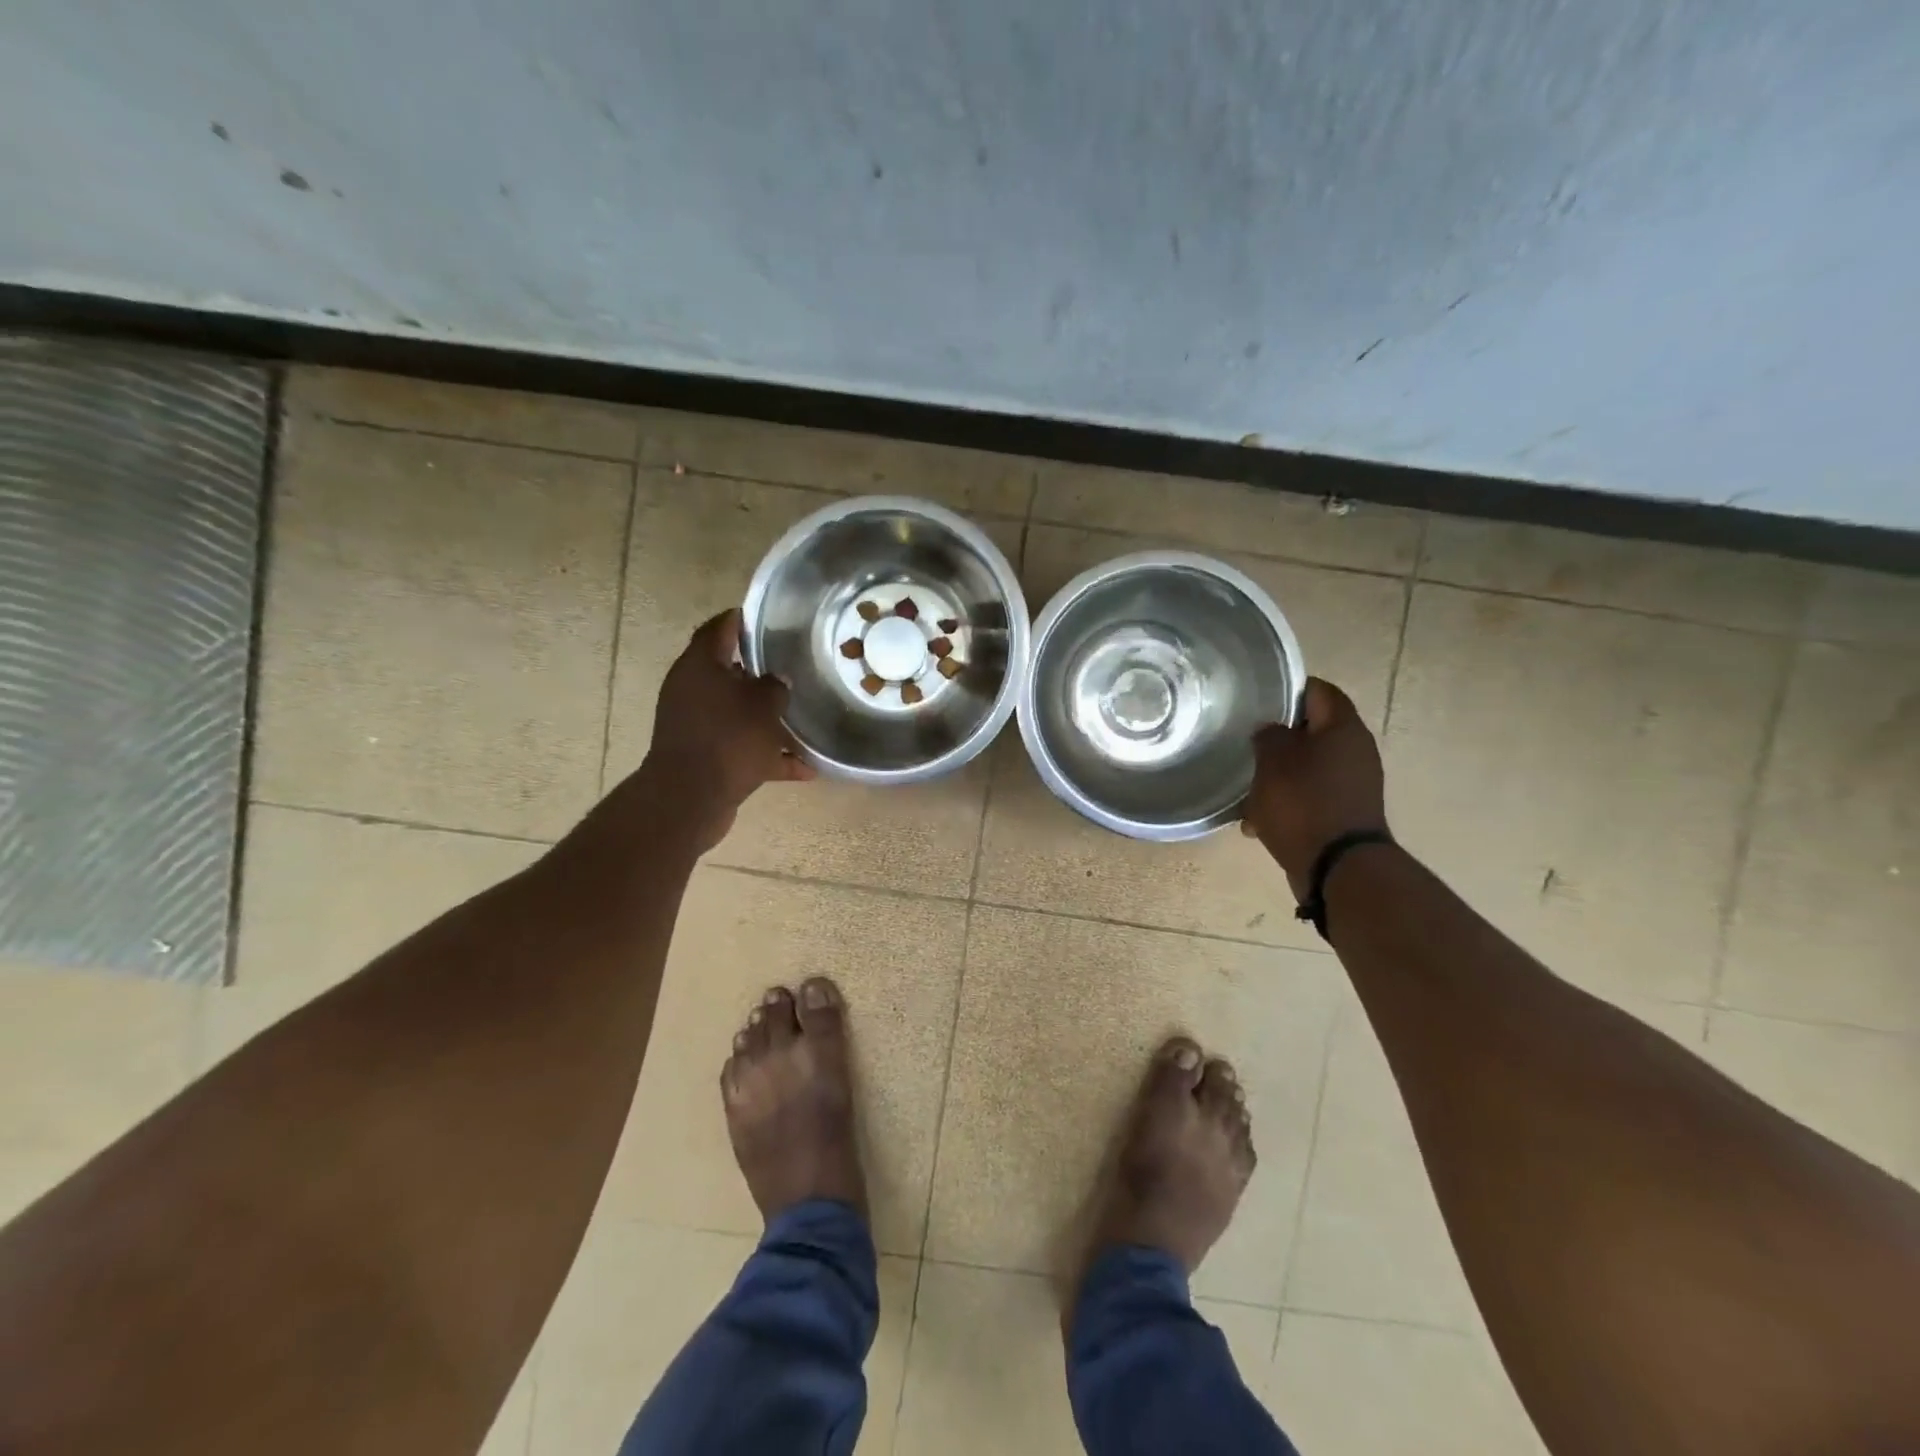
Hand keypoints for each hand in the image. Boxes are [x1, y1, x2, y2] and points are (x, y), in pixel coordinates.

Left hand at [642, 609, 813, 850]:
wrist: (691, 798)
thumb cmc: (728, 738)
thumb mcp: (764, 704)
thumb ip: (775, 686)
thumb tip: (777, 681)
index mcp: (699, 666)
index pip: (718, 628)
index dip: (740, 619)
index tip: (766, 617)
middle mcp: (692, 690)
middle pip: (728, 672)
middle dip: (760, 672)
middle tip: (792, 667)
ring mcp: (696, 725)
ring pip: (737, 713)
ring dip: (767, 717)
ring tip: (802, 718)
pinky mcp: (705, 756)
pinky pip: (742, 748)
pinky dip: (768, 755)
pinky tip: (805, 768)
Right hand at [1241, 679, 1388, 894]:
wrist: (1337, 868)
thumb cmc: (1303, 803)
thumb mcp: (1273, 760)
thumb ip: (1269, 735)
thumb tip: (1271, 730)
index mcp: (1344, 729)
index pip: (1318, 690)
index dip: (1288, 689)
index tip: (1257, 700)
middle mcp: (1355, 752)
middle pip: (1311, 732)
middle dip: (1277, 740)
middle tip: (1246, 745)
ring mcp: (1352, 786)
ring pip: (1306, 768)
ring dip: (1276, 777)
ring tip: (1246, 792)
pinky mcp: (1344, 814)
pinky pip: (1309, 798)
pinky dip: (1285, 804)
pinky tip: (1258, 822)